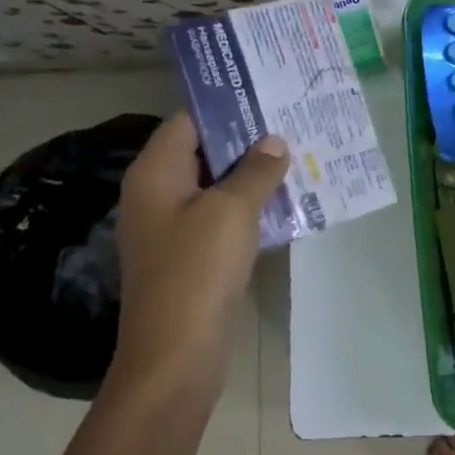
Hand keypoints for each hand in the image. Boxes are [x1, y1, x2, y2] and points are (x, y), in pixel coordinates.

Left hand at [110, 114, 288, 405]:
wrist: (177, 354)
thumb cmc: (197, 270)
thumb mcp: (232, 210)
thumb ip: (256, 170)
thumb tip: (274, 142)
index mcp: (155, 173)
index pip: (188, 122)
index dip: (227, 109)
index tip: (269, 100)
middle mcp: (158, 194)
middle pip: (204, 153)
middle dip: (248, 142)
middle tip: (294, 128)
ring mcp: (173, 228)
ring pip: (217, 188)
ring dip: (253, 177)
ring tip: (299, 161)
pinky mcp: (191, 256)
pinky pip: (222, 219)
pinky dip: (249, 209)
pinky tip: (286, 206)